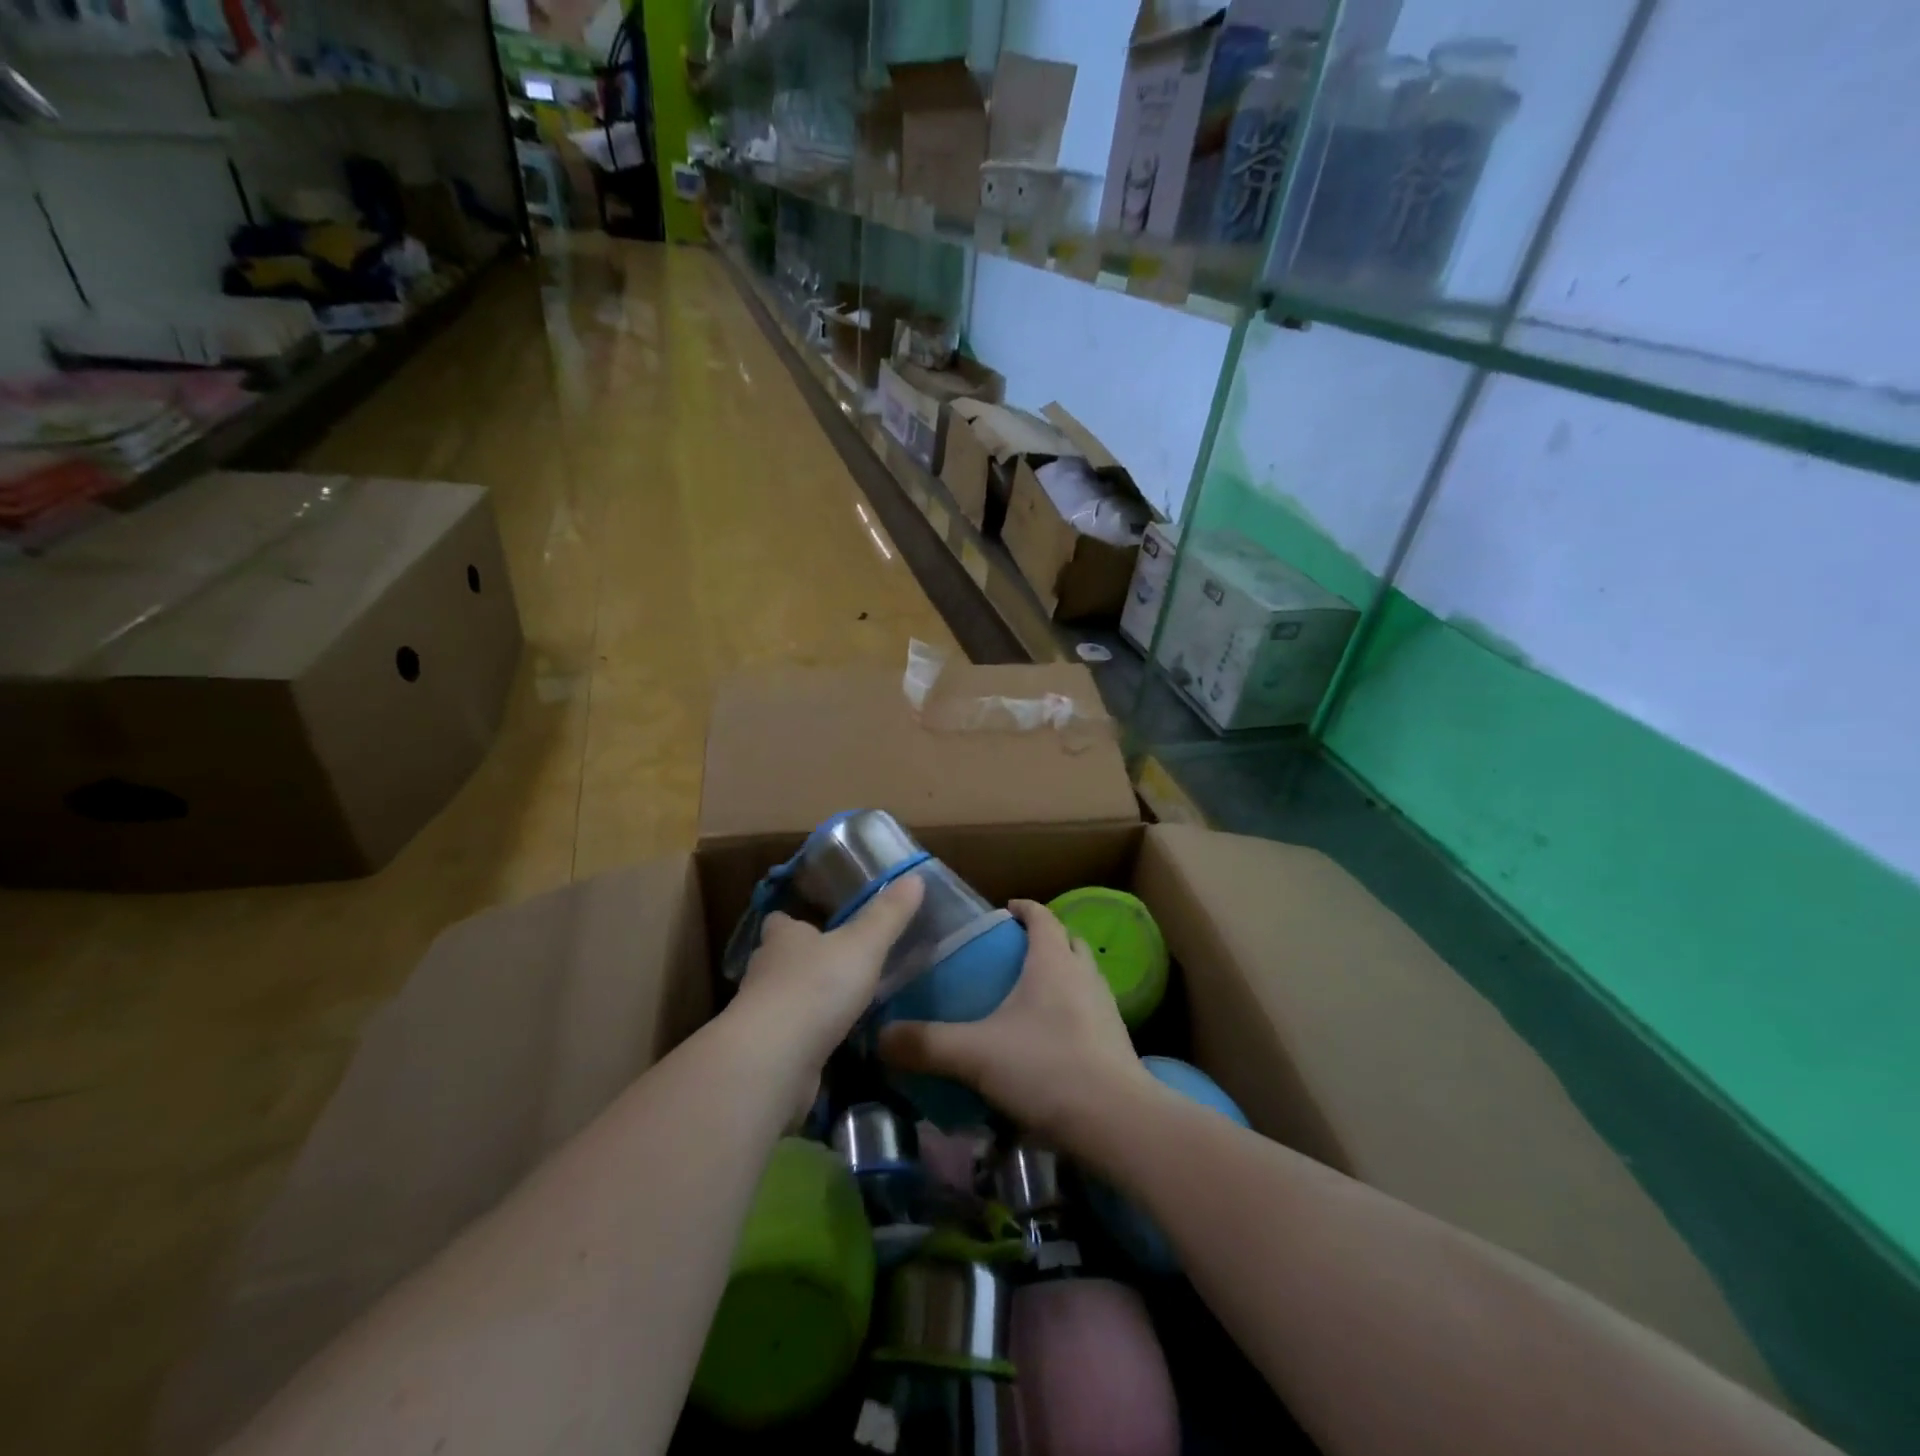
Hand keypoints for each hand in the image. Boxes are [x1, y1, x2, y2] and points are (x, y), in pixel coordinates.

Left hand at [732, 874, 924, 1075]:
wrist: (774, 1060)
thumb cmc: (817, 987)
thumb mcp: (863, 945)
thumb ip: (888, 914)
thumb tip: (915, 876)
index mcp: (783, 937)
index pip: (780, 921)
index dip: (793, 922)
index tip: (813, 923)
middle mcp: (765, 970)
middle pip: (778, 959)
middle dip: (801, 961)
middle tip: (834, 964)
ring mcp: (760, 1015)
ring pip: (781, 999)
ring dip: (803, 1001)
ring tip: (837, 1005)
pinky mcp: (765, 1052)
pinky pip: (787, 1037)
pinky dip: (804, 1038)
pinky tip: (828, 1044)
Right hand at [878, 899, 1154, 1151]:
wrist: (1117, 1122)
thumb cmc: (1046, 1068)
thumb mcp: (975, 1055)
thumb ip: (925, 1044)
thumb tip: (879, 1037)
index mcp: (1053, 961)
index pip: (1041, 916)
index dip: (1023, 909)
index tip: (1002, 911)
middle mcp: (1084, 975)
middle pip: (1066, 942)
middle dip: (1042, 940)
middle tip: (1010, 955)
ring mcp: (1105, 1008)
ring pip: (1081, 976)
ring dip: (1060, 975)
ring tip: (1027, 996)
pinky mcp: (1116, 1041)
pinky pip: (1090, 1010)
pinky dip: (1070, 1010)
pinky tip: (1048, 1040)